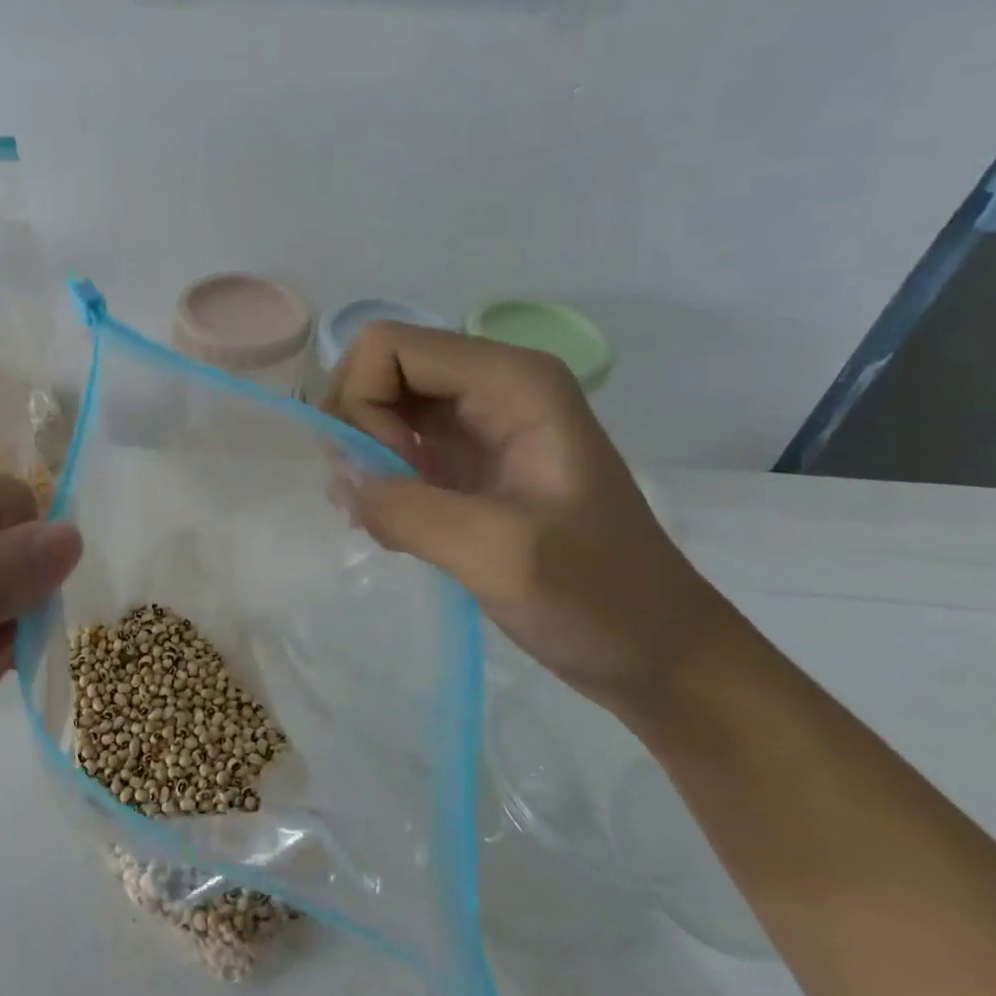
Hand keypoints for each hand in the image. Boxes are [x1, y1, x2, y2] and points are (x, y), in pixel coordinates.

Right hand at [325, 323, 738, 712]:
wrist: (655, 649)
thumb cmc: (598, 597)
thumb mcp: (502, 557)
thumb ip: (408, 509)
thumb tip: (340, 480)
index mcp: (511, 380)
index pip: (388, 346)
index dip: (362, 402)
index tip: (382, 473)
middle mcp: (492, 385)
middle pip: (381, 369)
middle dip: (357, 427)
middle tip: (372, 496)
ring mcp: (479, 422)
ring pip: (382, 405)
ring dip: (364, 455)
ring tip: (381, 517)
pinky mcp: (467, 459)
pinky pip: (395, 441)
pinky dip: (378, 476)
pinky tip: (393, 523)